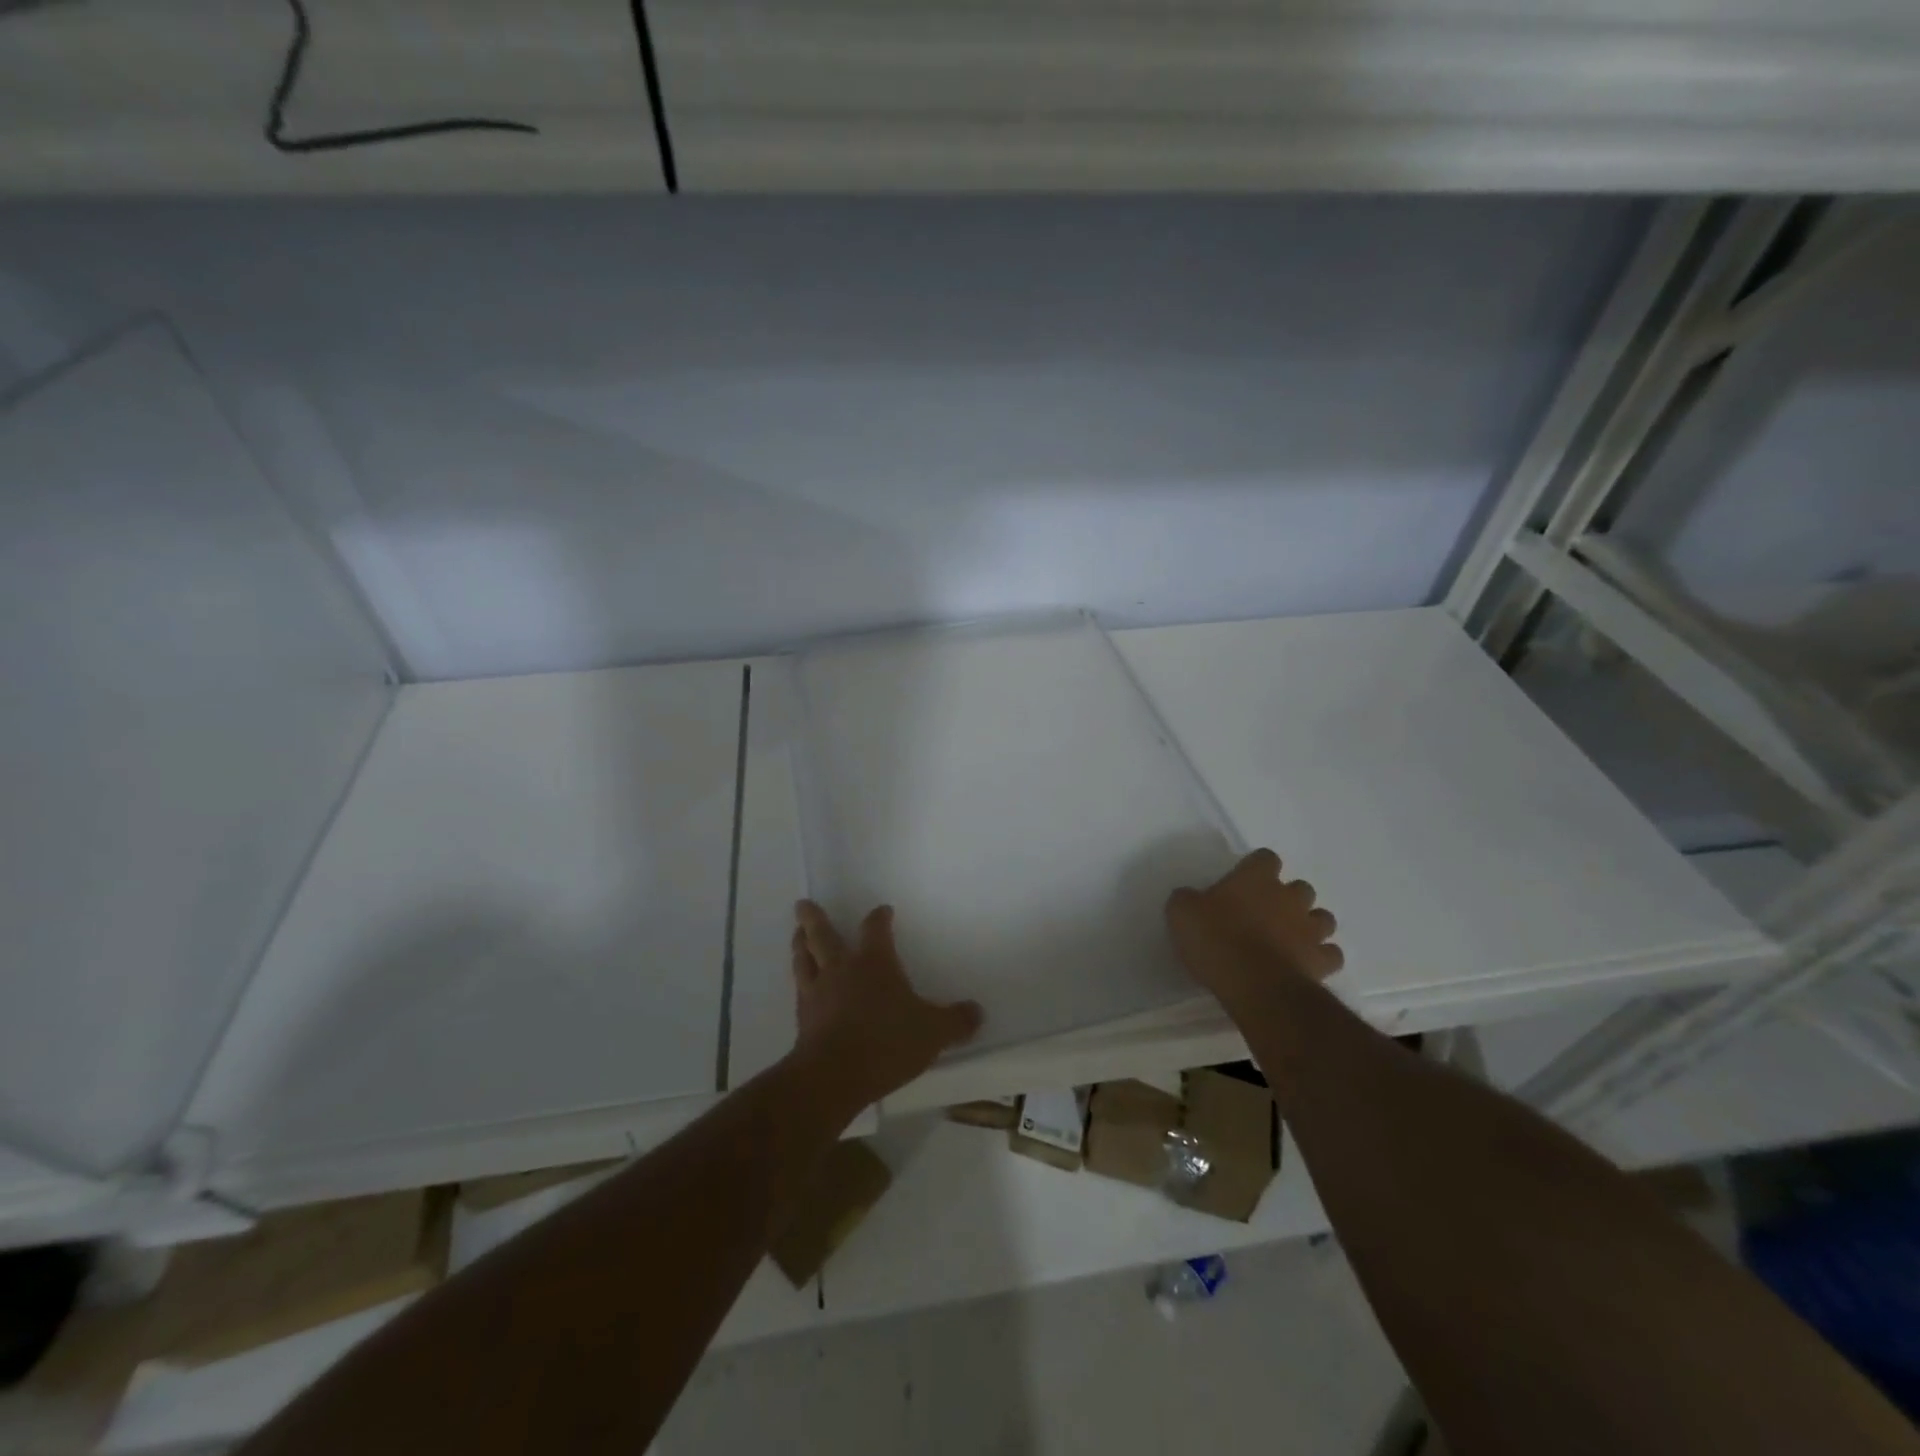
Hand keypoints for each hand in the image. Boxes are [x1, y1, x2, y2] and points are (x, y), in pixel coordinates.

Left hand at [789, 900, 983, 1109]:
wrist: (833, 1076)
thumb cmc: (886, 1042)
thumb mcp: (932, 1033)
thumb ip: (956, 1021)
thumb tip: (978, 1012)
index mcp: (874, 962)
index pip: (875, 929)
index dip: (879, 918)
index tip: (883, 910)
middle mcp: (841, 969)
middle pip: (823, 935)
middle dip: (814, 918)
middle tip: (802, 904)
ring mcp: (817, 992)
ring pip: (804, 958)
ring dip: (800, 944)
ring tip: (797, 934)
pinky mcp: (802, 1019)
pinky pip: (799, 990)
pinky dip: (799, 980)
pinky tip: (800, 984)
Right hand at [1165, 849, 1343, 1009]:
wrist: (1253, 982)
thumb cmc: (1216, 939)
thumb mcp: (1182, 913)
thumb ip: (1187, 899)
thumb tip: (1190, 898)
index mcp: (1256, 878)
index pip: (1265, 858)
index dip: (1257, 868)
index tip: (1244, 882)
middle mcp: (1289, 897)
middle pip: (1300, 888)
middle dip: (1288, 898)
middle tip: (1266, 914)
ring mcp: (1310, 929)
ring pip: (1323, 918)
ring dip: (1310, 925)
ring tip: (1291, 939)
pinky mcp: (1322, 960)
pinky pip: (1330, 953)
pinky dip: (1322, 957)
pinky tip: (1306, 963)